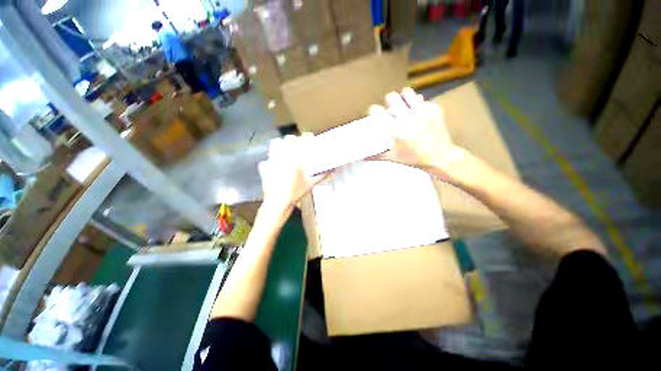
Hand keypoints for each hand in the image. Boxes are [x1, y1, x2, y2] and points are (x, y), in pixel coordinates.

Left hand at [258, 134, 328, 213]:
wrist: (278, 202)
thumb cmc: (296, 193)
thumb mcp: (311, 184)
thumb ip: (322, 175)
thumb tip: (333, 170)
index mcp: (295, 159)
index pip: (302, 141)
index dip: (307, 136)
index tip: (311, 137)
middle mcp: (282, 156)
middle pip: (288, 139)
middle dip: (295, 139)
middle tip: (300, 144)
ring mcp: (272, 159)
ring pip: (276, 143)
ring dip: (283, 143)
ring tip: (288, 149)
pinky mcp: (265, 165)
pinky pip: (269, 154)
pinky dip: (274, 155)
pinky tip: (277, 161)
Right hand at [368, 88, 466, 181]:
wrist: (441, 157)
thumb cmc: (414, 159)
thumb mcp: (393, 158)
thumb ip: (376, 156)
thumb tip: (361, 158)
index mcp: (395, 130)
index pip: (377, 111)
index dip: (373, 110)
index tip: (374, 112)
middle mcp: (407, 117)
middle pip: (391, 97)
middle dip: (388, 102)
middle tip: (391, 109)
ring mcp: (422, 111)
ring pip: (407, 92)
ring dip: (403, 98)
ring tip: (404, 106)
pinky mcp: (433, 108)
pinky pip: (421, 100)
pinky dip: (417, 105)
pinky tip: (419, 115)